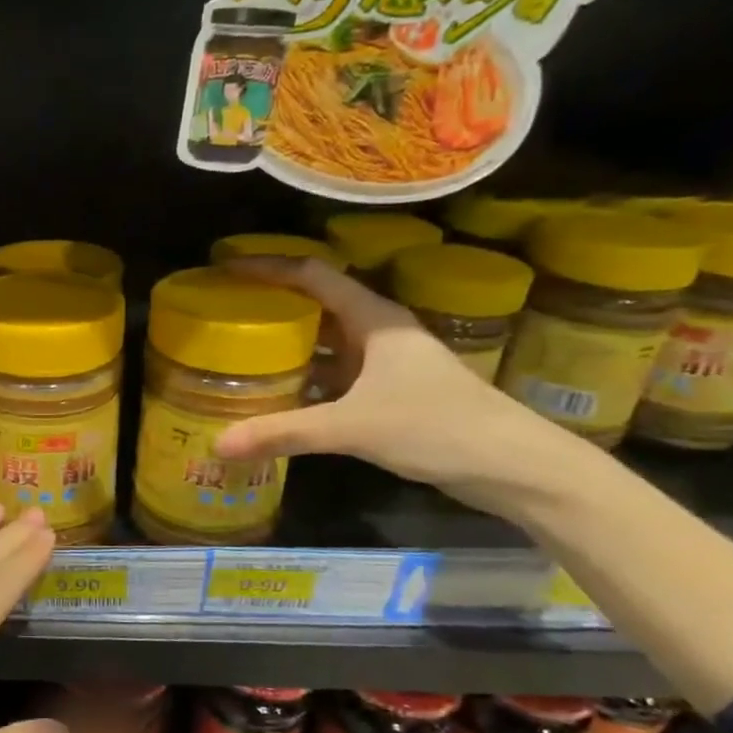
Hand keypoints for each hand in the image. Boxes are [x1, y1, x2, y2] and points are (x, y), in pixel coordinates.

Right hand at [212, 257, 573, 511]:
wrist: (513, 466)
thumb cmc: (437, 427)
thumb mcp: (353, 427)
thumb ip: (285, 432)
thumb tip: (219, 443)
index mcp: (374, 319)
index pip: (312, 275)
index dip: (267, 266)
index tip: (224, 267)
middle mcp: (379, 331)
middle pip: (317, 302)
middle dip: (271, 302)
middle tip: (222, 310)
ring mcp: (387, 362)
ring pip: (326, 340)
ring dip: (288, 341)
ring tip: (239, 348)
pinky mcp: (391, 392)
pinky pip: (335, 372)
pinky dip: (305, 376)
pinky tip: (278, 394)